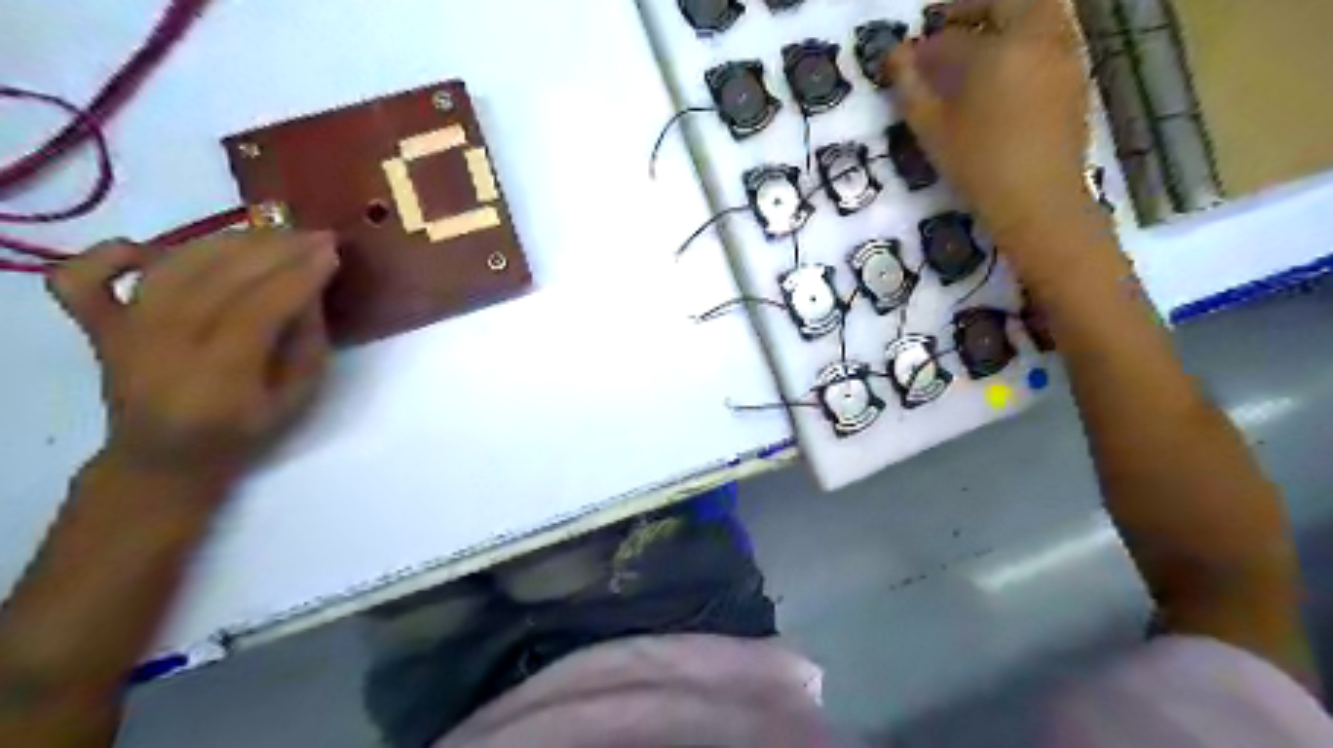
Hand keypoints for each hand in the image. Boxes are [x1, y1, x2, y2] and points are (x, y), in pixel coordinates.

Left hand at [49, 231, 342, 488]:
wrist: (162, 460)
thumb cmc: (241, 433)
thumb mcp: (297, 399)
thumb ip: (307, 344)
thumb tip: (310, 290)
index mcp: (219, 377)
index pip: (261, 308)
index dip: (299, 275)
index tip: (331, 251)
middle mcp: (164, 347)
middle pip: (219, 278)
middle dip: (274, 249)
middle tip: (312, 233)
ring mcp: (123, 333)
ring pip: (172, 266)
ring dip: (225, 240)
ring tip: (269, 231)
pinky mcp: (96, 326)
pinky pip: (85, 277)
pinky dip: (111, 253)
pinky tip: (149, 247)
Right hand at [890, 0, 1099, 265]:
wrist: (1039, 200)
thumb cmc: (979, 166)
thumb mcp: (933, 131)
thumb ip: (911, 88)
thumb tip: (896, 57)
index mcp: (999, 49)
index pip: (953, 37)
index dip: (925, 49)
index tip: (907, 63)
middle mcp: (1039, 38)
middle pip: (1010, 0)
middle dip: (974, 7)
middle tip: (947, 25)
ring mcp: (1065, 53)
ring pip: (1040, 11)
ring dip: (1005, 17)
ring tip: (977, 45)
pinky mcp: (1077, 75)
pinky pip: (1053, 34)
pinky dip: (1026, 36)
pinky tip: (1006, 69)